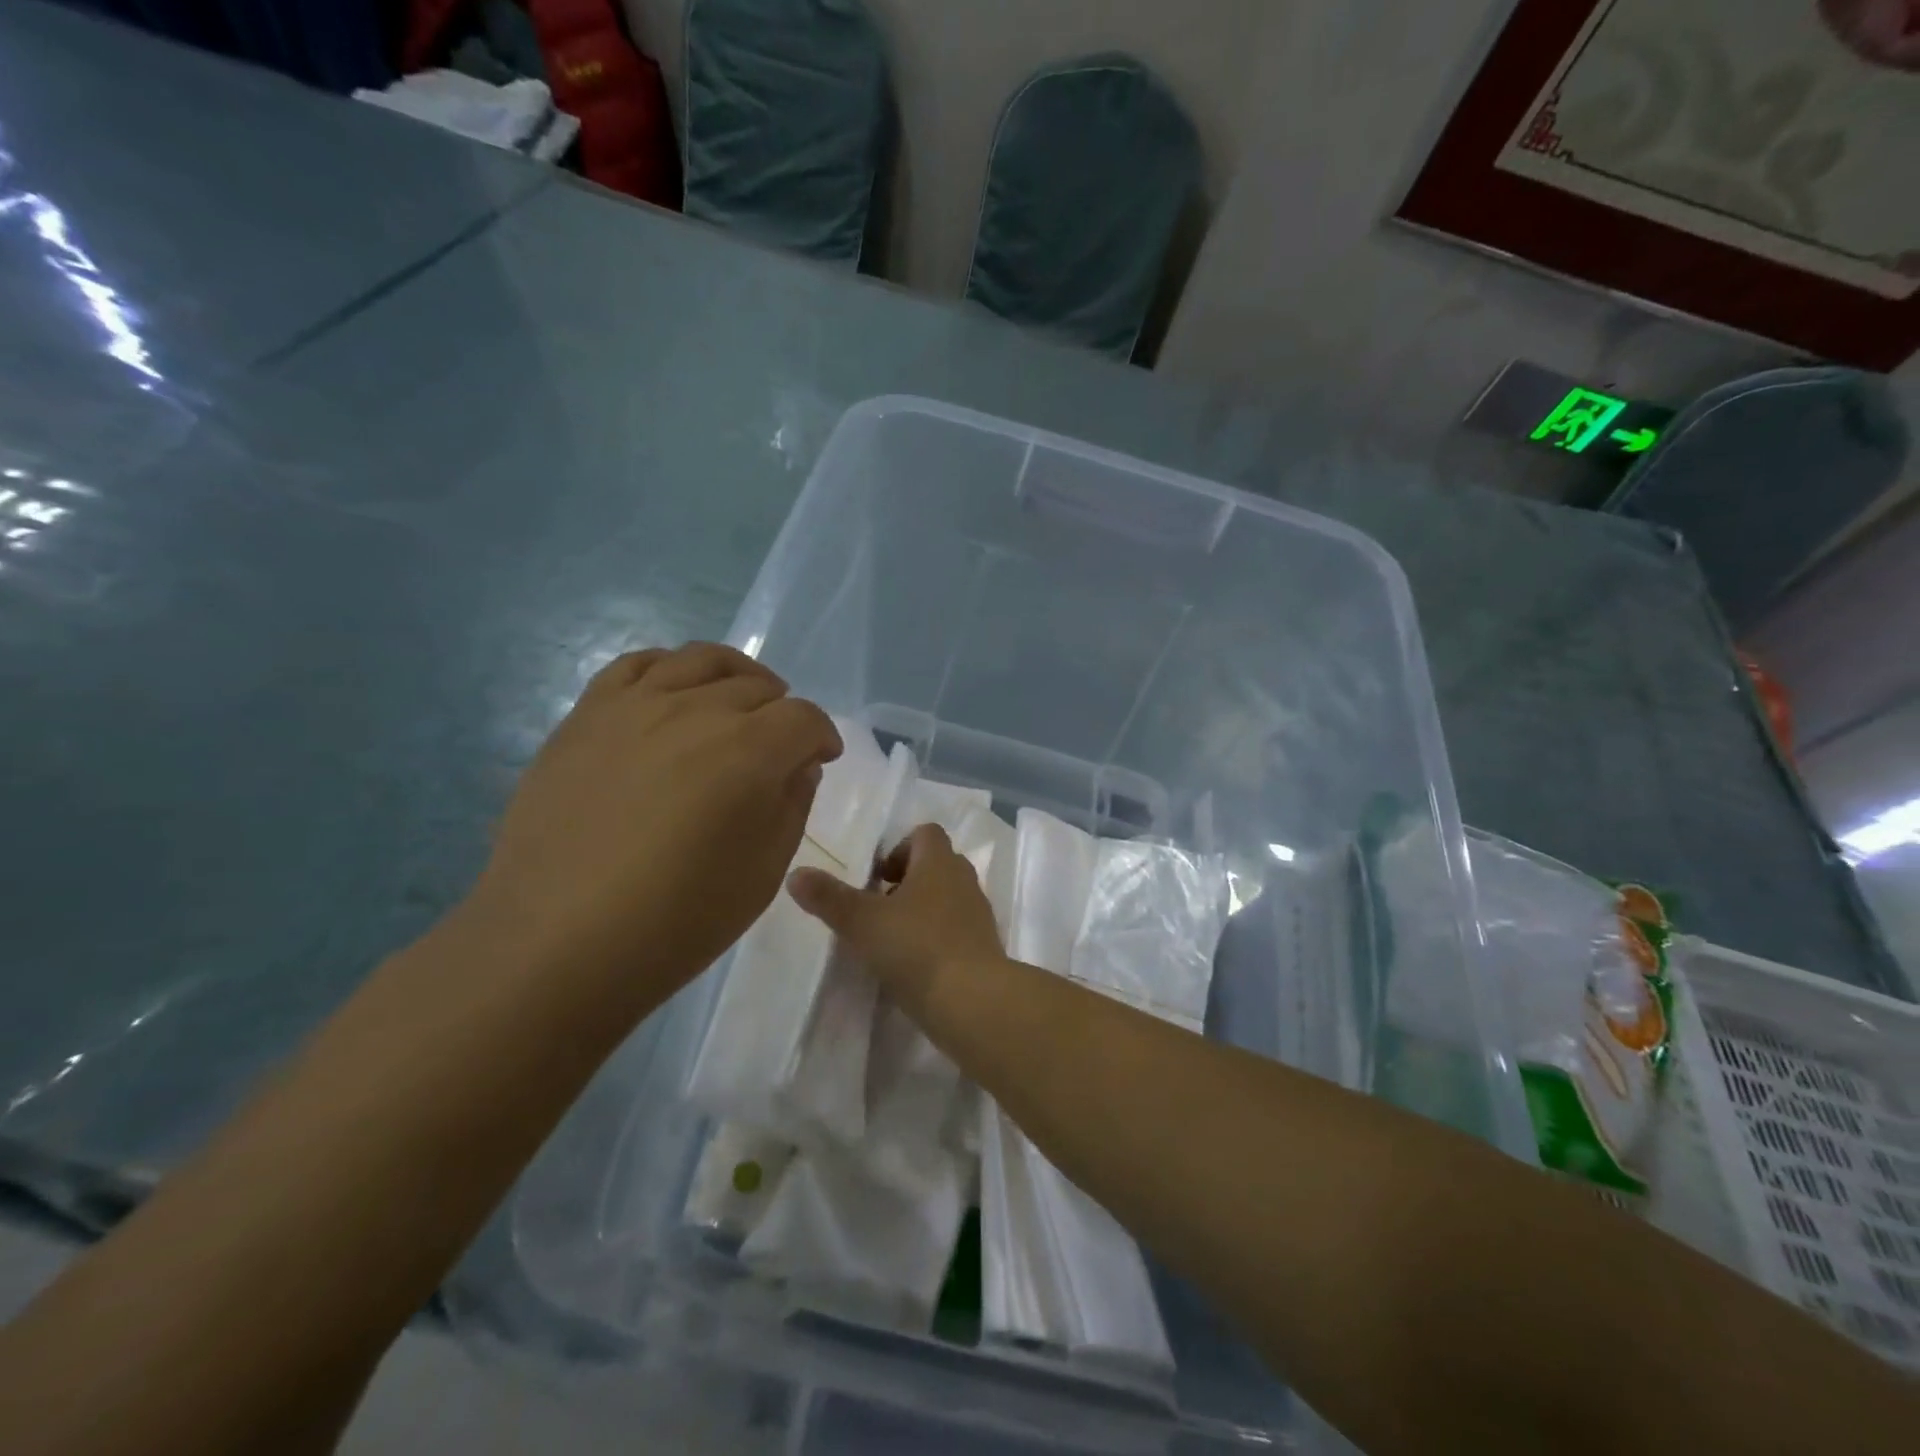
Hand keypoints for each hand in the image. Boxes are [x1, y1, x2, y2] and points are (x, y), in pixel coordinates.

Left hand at [471, 643, 841, 997]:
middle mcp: (696, 711)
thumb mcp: (764, 872)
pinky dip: (670, 667)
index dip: (822, 736)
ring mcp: (635, 706)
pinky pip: (637, 663)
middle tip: (778, 749)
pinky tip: (675, 694)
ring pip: (701, 659)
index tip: (822, 759)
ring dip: (735, 677)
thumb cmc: (677, 919)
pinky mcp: (588, 714)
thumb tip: (798, 764)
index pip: (804, 718)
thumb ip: (792, 805)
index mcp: (748, 751)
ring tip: (737, 703)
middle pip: (758, 687)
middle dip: (781, 714)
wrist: (558, 941)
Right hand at [787, 824, 1005, 1016]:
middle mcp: (963, 880)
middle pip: (937, 864)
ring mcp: (978, 914)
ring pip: (948, 897)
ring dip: (923, 909)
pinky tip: (915, 964)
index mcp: (939, 862)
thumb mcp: (862, 922)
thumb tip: (795, 874)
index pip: (925, 833)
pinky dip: (938, 936)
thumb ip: (828, 897)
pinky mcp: (984, 947)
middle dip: (908, 879)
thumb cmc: (916, 948)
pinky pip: (957, 928)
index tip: (877, 877)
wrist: (972, 1000)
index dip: (900, 847)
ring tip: (893, 938)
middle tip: (880, 907)